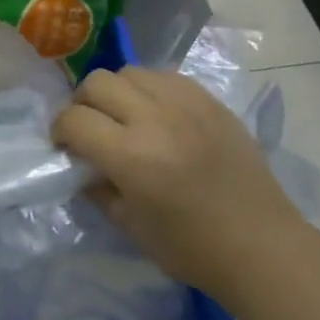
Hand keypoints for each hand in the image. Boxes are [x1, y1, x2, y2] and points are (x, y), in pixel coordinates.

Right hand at [54, 68, 303, 306]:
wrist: (260, 244)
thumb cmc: (191, 248)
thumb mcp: (130, 226)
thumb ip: (97, 188)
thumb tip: (81, 164)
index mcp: (131, 156)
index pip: (74, 120)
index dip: (60, 130)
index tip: (64, 145)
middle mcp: (155, 118)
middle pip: (98, 83)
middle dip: (83, 103)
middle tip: (91, 127)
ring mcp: (186, 103)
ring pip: (131, 71)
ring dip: (117, 91)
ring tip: (126, 116)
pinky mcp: (210, 100)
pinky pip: (166, 76)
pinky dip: (150, 89)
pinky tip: (158, 114)